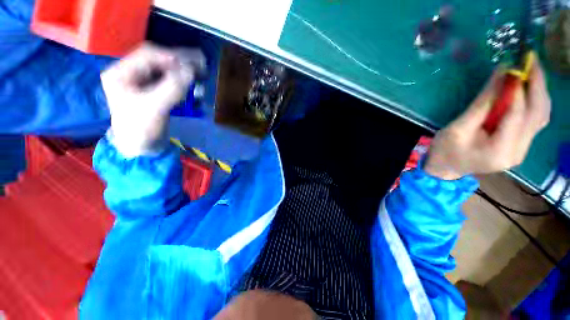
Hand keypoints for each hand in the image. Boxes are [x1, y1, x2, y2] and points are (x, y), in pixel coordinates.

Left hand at [101, 43, 205, 157]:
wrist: (142, 148)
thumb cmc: (141, 129)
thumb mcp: (154, 108)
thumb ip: (172, 88)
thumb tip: (191, 71)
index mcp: (122, 73)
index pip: (147, 55)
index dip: (171, 57)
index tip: (193, 65)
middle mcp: (132, 73)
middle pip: (159, 60)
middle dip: (181, 62)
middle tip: (202, 64)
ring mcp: (145, 83)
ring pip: (168, 71)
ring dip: (185, 73)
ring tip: (202, 75)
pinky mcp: (156, 92)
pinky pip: (173, 82)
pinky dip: (186, 84)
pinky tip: (195, 90)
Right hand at [424, 56, 550, 179]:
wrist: (445, 168)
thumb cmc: (445, 150)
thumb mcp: (458, 128)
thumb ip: (481, 105)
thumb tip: (500, 77)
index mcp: (500, 151)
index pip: (517, 116)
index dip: (517, 91)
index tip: (513, 67)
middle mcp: (518, 151)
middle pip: (537, 115)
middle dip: (537, 86)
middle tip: (531, 61)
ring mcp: (522, 149)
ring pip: (541, 117)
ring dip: (539, 92)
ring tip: (532, 71)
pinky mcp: (521, 145)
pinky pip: (535, 121)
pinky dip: (534, 102)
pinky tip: (529, 89)